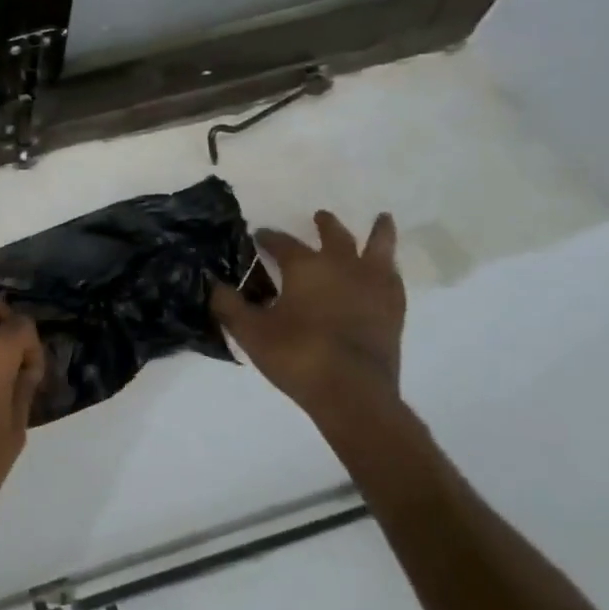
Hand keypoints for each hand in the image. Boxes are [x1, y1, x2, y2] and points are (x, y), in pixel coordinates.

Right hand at [210, 210, 405, 429]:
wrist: (352, 392)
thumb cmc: (297, 355)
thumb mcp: (250, 331)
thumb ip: (229, 305)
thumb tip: (214, 283)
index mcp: (305, 266)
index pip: (282, 243)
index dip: (269, 238)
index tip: (259, 236)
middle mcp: (342, 266)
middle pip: (334, 236)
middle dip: (324, 225)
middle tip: (319, 216)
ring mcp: (373, 286)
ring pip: (378, 248)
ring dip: (377, 232)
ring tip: (382, 218)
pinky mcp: (394, 309)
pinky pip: (393, 277)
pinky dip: (389, 267)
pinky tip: (387, 269)